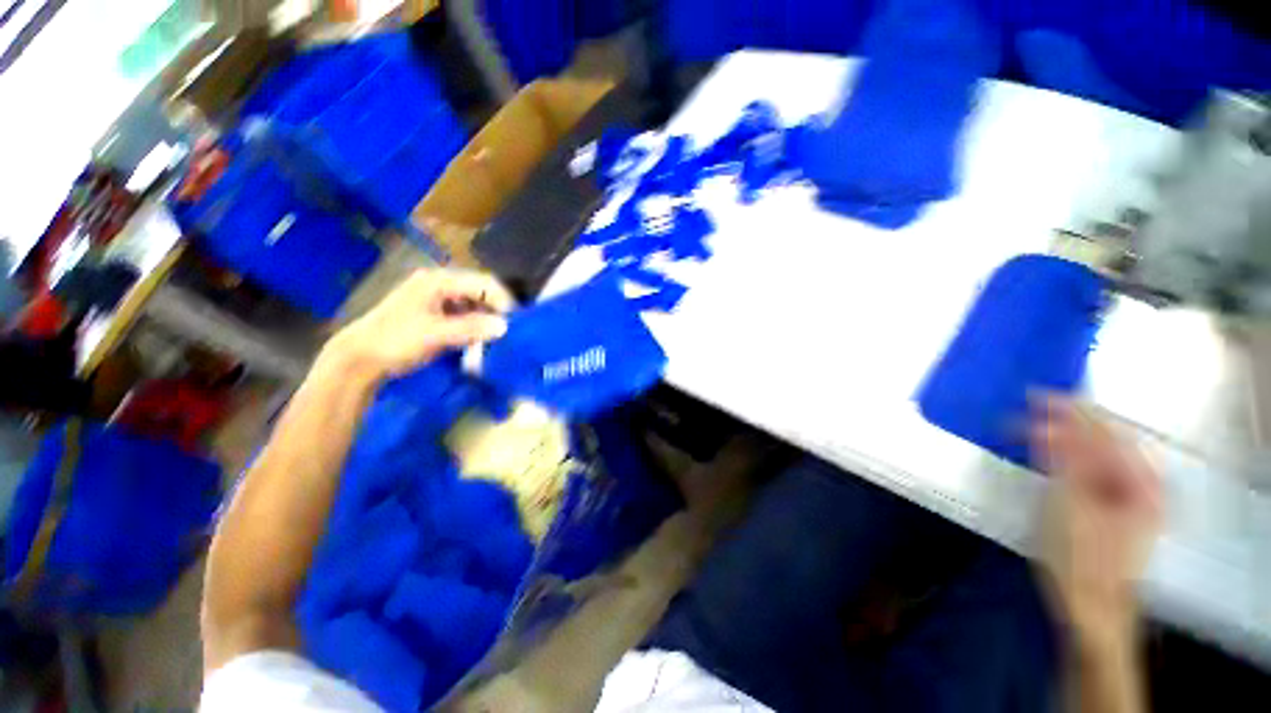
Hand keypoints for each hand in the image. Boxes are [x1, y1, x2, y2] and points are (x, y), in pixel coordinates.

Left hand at [329, 268, 513, 379]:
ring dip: (488, 319)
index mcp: (438, 281)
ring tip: (499, 336)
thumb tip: (506, 326)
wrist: (359, 359)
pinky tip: (481, 339)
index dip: (503, 301)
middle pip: (481, 291)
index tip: (516, 323)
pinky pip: (465, 315)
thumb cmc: (395, 341)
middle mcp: (439, 284)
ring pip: (475, 304)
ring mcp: (437, 299)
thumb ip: (471, 328)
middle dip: (498, 310)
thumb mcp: (435, 334)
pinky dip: (476, 325)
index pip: (483, 283)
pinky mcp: (435, 314)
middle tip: (511, 330)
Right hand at [1031, 395, 1161, 654]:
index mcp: (1142, 480)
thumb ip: (1063, 458)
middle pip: (1104, 439)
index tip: (1034, 395)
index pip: (1106, 429)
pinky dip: (1068, 458)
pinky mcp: (1114, 508)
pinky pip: (1092, 470)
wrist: (1092, 609)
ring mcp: (1131, 497)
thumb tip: (1047, 419)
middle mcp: (1143, 482)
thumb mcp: (1069, 504)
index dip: (1071, 408)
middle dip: (1066, 422)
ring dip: (1064, 439)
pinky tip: (1047, 455)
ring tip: (1030, 430)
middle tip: (1026, 411)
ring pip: (1097, 454)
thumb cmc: (1083, 558)